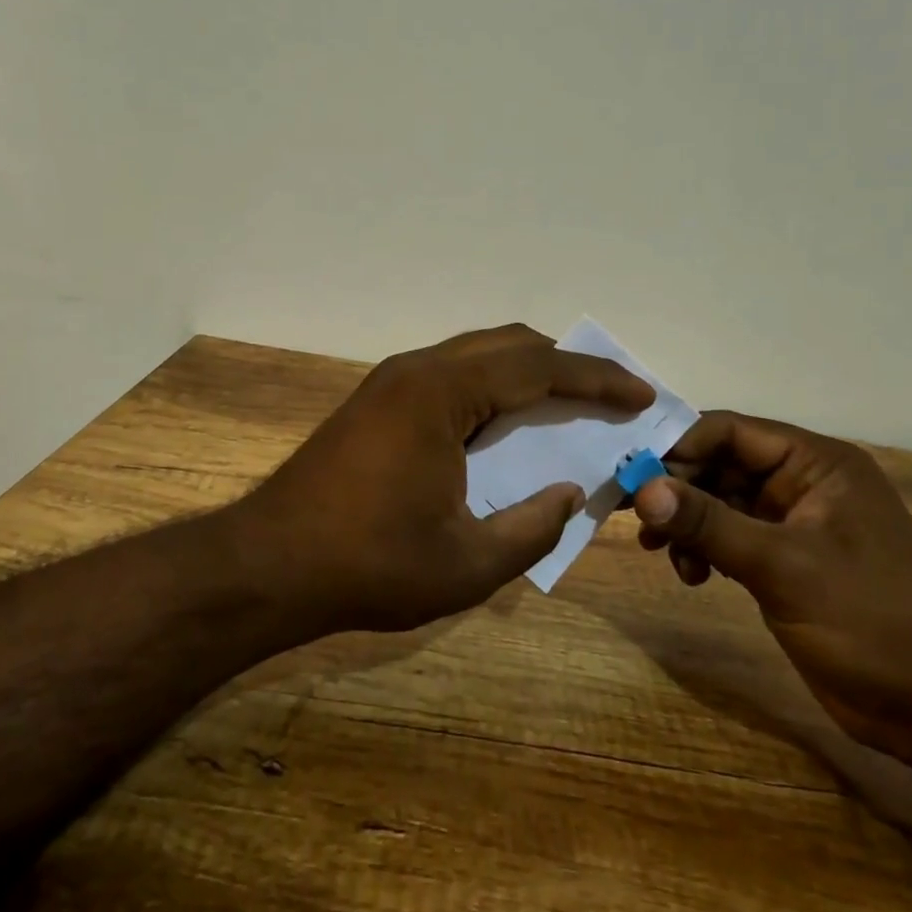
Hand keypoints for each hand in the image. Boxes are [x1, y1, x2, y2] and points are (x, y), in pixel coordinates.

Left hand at [242, 324, 654, 633]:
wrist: (268, 565)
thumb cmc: (368, 565)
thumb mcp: (467, 563)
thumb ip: (533, 526)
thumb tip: (573, 493)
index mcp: (441, 393)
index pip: (537, 368)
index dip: (597, 379)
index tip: (642, 392)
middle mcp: (417, 370)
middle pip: (509, 346)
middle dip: (567, 366)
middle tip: (613, 397)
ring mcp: (392, 382)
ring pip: (478, 356)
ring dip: (529, 373)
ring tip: (571, 406)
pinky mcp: (378, 401)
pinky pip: (453, 376)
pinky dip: (494, 389)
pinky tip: (509, 424)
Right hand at [632, 412, 911, 768]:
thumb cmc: (871, 619)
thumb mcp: (784, 566)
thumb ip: (709, 523)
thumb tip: (642, 488)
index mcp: (816, 464)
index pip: (731, 431)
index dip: (679, 446)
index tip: (633, 473)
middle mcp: (803, 484)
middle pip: (721, 465)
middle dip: (678, 489)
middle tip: (635, 516)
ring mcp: (795, 525)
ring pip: (721, 502)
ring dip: (687, 522)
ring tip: (660, 551)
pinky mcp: (787, 563)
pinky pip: (731, 538)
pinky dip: (705, 550)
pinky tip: (692, 576)